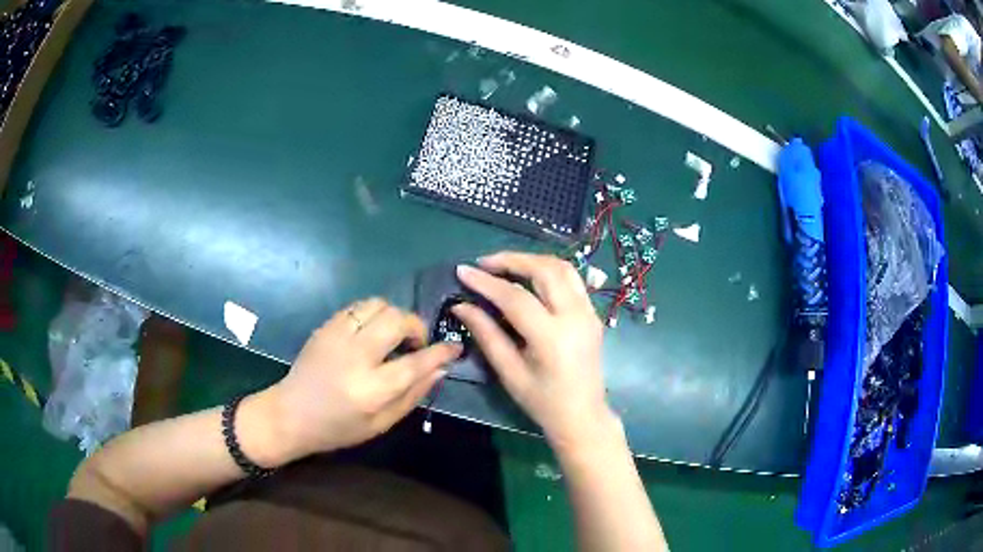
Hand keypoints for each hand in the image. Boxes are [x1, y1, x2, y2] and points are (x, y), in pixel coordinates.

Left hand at [265, 298, 460, 459]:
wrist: (291, 414)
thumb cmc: (338, 428)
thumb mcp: (381, 424)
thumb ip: (413, 395)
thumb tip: (440, 369)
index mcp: (371, 390)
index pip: (416, 362)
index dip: (440, 351)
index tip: (454, 346)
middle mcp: (355, 357)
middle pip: (397, 320)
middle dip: (416, 326)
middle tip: (415, 343)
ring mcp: (337, 337)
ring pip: (378, 305)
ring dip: (394, 316)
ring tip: (392, 336)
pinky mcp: (325, 326)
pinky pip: (358, 306)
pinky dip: (373, 314)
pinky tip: (370, 332)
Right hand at [452, 252, 619, 452]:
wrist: (583, 415)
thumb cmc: (542, 402)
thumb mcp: (509, 372)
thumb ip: (486, 335)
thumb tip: (461, 305)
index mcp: (552, 337)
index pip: (515, 298)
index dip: (486, 282)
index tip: (462, 271)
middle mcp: (575, 317)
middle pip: (545, 270)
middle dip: (512, 260)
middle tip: (484, 264)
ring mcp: (589, 312)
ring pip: (562, 268)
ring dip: (532, 260)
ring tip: (505, 266)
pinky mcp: (593, 313)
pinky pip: (571, 279)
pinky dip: (548, 271)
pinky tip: (529, 278)